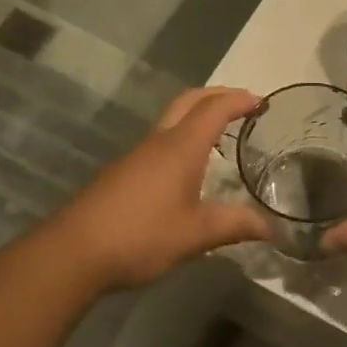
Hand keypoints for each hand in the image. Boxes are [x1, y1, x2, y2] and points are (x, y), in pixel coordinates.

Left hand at [55, 87, 271, 290]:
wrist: (75, 251)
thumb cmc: (142, 235)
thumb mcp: (197, 234)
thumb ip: (236, 225)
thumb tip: (272, 227)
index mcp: (181, 147)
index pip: (215, 109)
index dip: (239, 100)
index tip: (262, 101)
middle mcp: (159, 141)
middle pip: (189, 101)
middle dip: (217, 95)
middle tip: (242, 103)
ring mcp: (137, 155)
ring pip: (171, 119)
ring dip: (197, 115)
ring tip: (220, 132)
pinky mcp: (123, 172)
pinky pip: (160, 140)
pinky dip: (182, 136)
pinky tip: (188, 166)